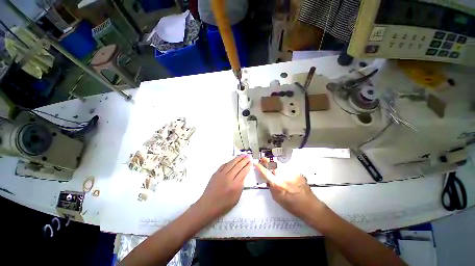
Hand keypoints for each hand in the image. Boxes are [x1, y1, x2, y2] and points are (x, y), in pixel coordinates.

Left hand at [197, 155, 250, 219]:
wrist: (208, 205)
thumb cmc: (223, 205)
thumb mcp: (236, 198)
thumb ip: (240, 186)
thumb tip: (242, 176)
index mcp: (235, 185)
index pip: (243, 172)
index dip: (248, 166)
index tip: (251, 162)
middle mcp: (228, 177)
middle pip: (238, 166)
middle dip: (244, 160)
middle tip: (248, 156)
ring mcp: (221, 174)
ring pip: (231, 163)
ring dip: (237, 158)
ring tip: (242, 155)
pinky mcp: (216, 173)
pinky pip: (223, 165)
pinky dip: (229, 162)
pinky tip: (232, 160)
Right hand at [254, 158, 325, 220]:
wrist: (309, 206)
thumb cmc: (292, 205)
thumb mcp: (277, 198)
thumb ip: (271, 187)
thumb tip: (268, 179)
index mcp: (278, 184)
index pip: (266, 172)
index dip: (260, 167)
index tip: (256, 163)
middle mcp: (284, 177)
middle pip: (273, 164)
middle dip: (267, 161)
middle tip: (263, 158)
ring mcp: (292, 173)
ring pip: (280, 165)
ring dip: (275, 165)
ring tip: (273, 166)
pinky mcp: (297, 173)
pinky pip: (288, 168)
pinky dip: (284, 169)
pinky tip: (286, 174)